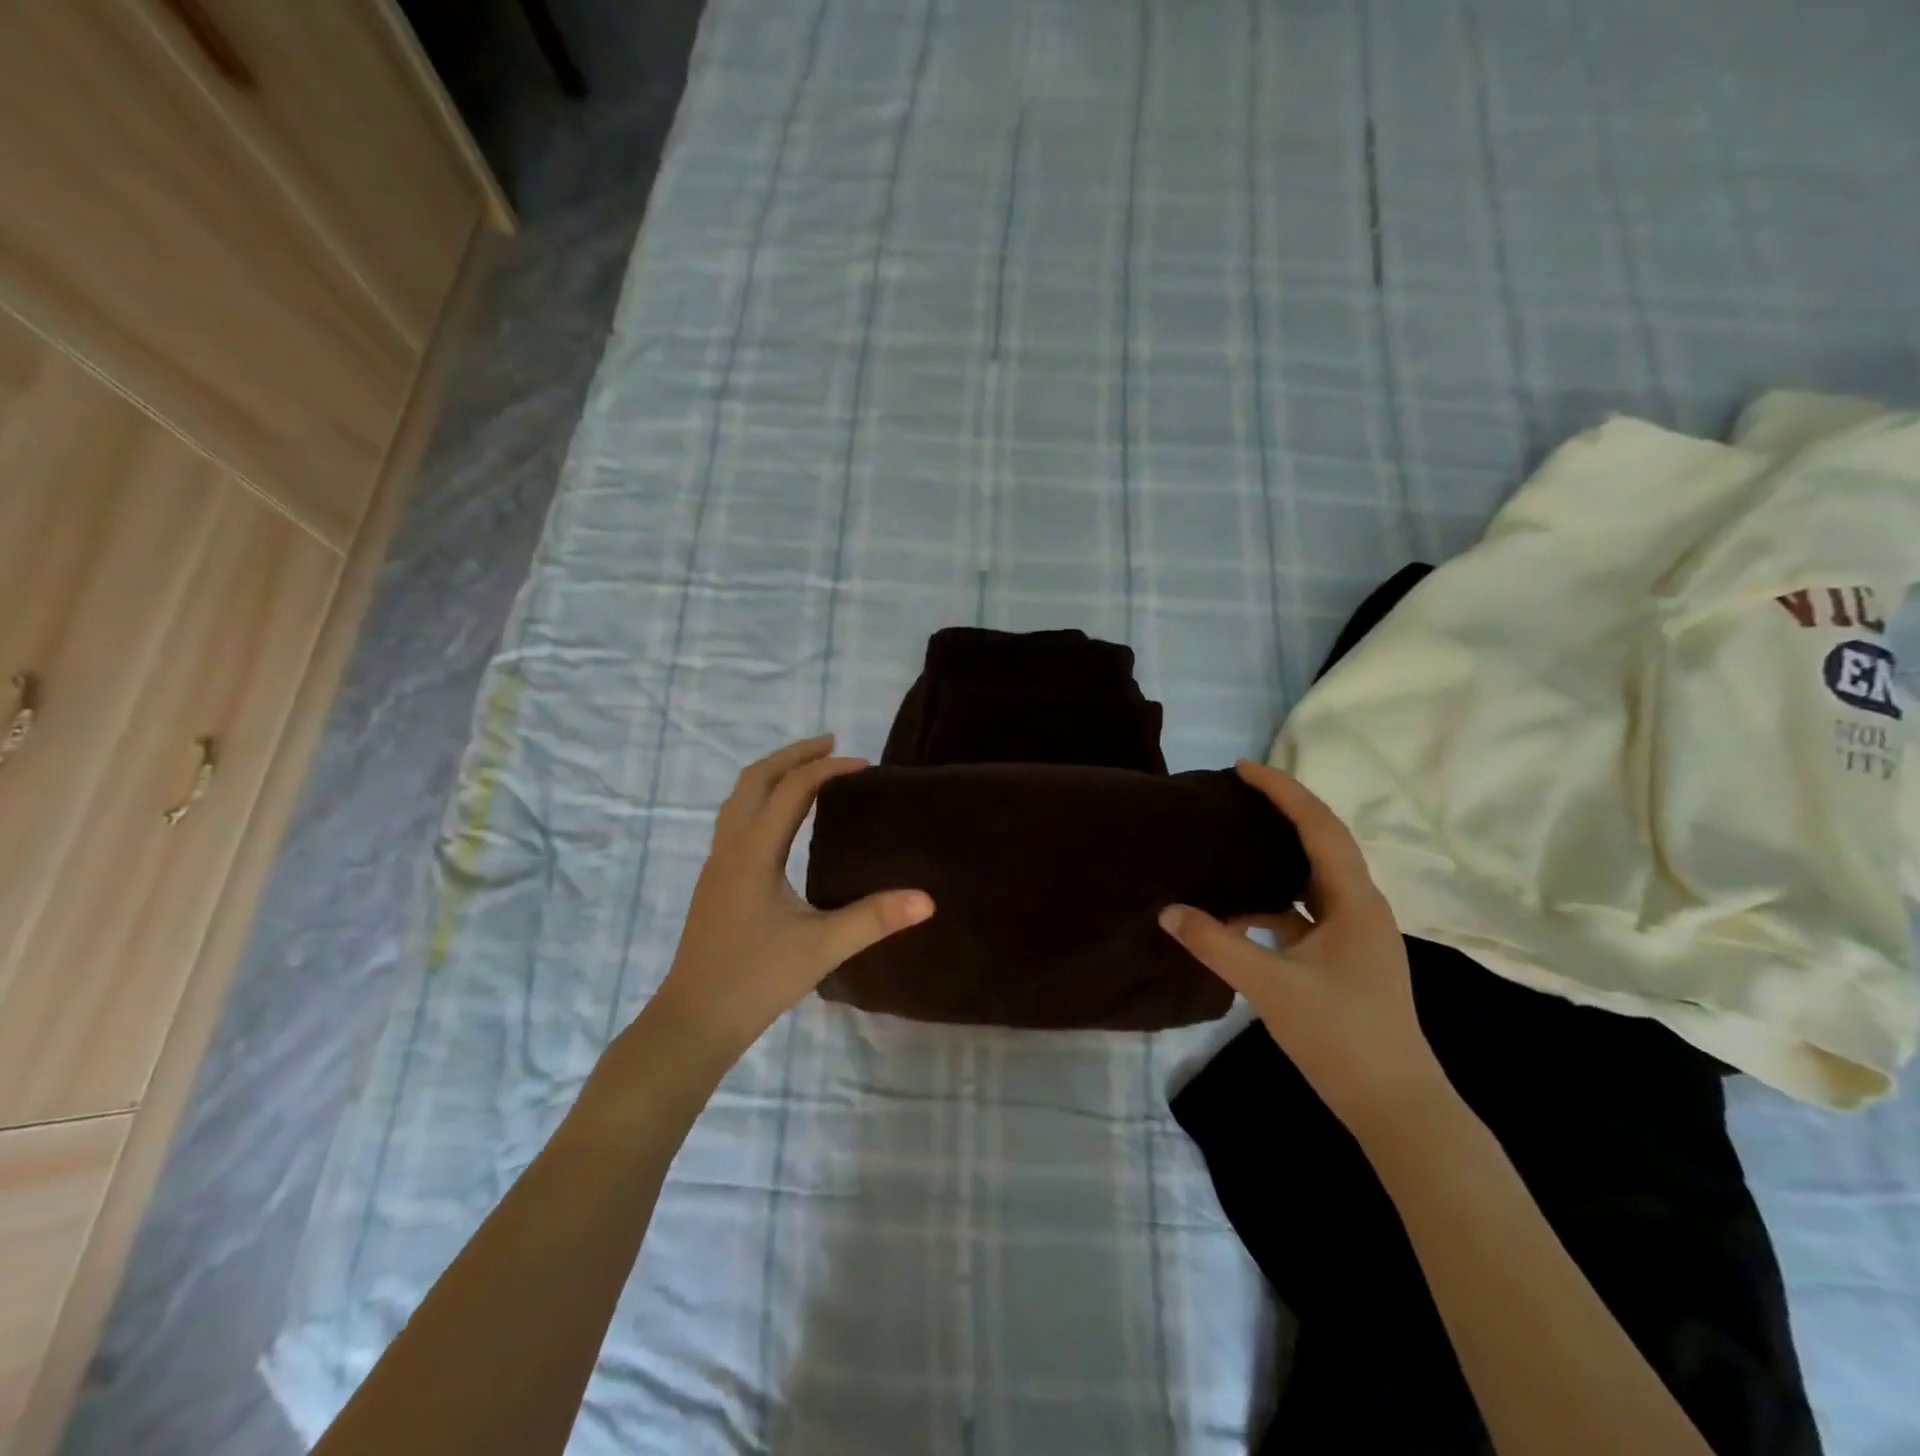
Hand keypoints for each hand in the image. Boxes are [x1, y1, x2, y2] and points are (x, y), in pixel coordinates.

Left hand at [647, 736, 933, 1062]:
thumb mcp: (822, 947)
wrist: (694, 1020)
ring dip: (773, 774)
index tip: (864, 765)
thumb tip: (928, 899)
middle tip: (831, 745)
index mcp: (754, 852)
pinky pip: (736, 819)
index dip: (828, 769)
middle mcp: (730, 847)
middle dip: (793, 755)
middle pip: (755, 779)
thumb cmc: (756, 980)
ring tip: (809, 771)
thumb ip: (874, 919)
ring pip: (739, 798)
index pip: (792, 790)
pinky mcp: (715, 881)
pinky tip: (783, 821)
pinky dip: (762, 799)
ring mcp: (717, 864)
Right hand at [1159, 760, 1449, 1137]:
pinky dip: (1271, 903)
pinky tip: (1235, 913)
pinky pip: (1303, 913)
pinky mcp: (1343, 958)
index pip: (1319, 827)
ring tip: (1232, 841)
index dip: (1283, 791)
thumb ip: (1216, 944)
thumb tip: (1167, 911)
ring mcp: (1354, 935)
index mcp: (1354, 901)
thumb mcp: (1270, 986)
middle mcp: (1359, 907)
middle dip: (1282, 813)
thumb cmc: (1342, 1037)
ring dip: (1275, 857)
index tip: (1244, 768)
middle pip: (1320, 843)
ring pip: (1310, 879)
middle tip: (1236, 794)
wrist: (1396, 1106)